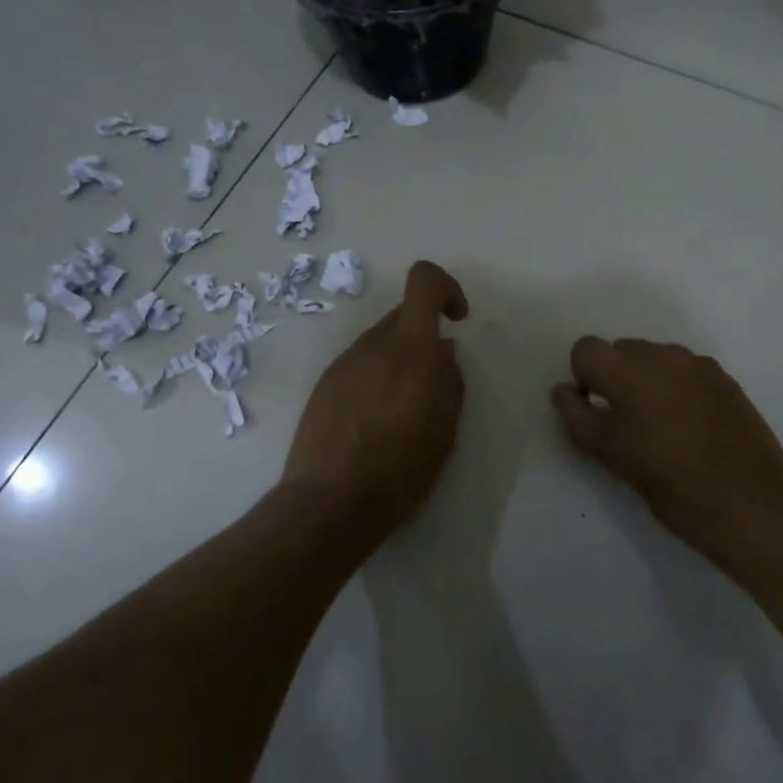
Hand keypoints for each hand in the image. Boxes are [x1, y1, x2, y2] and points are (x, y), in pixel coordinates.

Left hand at [283, 261, 469, 537]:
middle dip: (425, 336)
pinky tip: (374, 421)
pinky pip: (360, 365)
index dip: (446, 288)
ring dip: (399, 359)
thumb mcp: (444, 428)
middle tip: (433, 383)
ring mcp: (344, 363)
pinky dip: (375, 378)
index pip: (423, 281)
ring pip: (380, 342)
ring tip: (402, 410)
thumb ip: (449, 379)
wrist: (329, 501)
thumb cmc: (400, 467)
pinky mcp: (324, 384)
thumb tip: (443, 350)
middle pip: (403, 315)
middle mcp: (373, 344)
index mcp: (410, 348)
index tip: (457, 320)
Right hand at [552, 338, 782, 563]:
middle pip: (622, 349)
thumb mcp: (611, 455)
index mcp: (628, 370)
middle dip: (616, 377)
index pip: (586, 349)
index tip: (596, 410)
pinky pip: (687, 371)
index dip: (583, 377)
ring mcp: (698, 365)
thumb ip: (578, 417)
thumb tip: (563, 392)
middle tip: (627, 422)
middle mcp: (662, 355)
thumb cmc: (670, 482)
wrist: (748, 503)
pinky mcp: (725, 380)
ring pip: (656, 358)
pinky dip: (678, 388)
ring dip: (648, 380)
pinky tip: (692, 427)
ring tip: (662, 426)